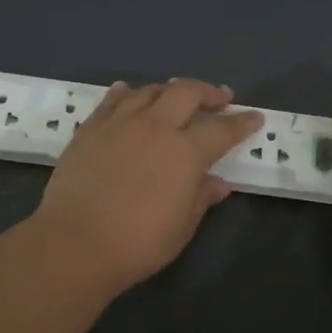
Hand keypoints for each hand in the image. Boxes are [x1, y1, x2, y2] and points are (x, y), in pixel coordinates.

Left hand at [30, 79, 263, 294]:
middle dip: (208, 92)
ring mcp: (120, 124)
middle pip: (186, 92)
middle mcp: (156, 127)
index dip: (242, 122)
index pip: (223, 129)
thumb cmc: (138, 242)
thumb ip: (201, 197)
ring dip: (169, 90)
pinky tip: (128, 91)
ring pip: (149, 91)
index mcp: (186, 152)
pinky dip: (125, 93)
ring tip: (175, 95)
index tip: (255, 117)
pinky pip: (111, 101)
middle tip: (219, 97)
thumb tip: (218, 182)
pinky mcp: (89, 130)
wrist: (76, 242)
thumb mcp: (182, 226)